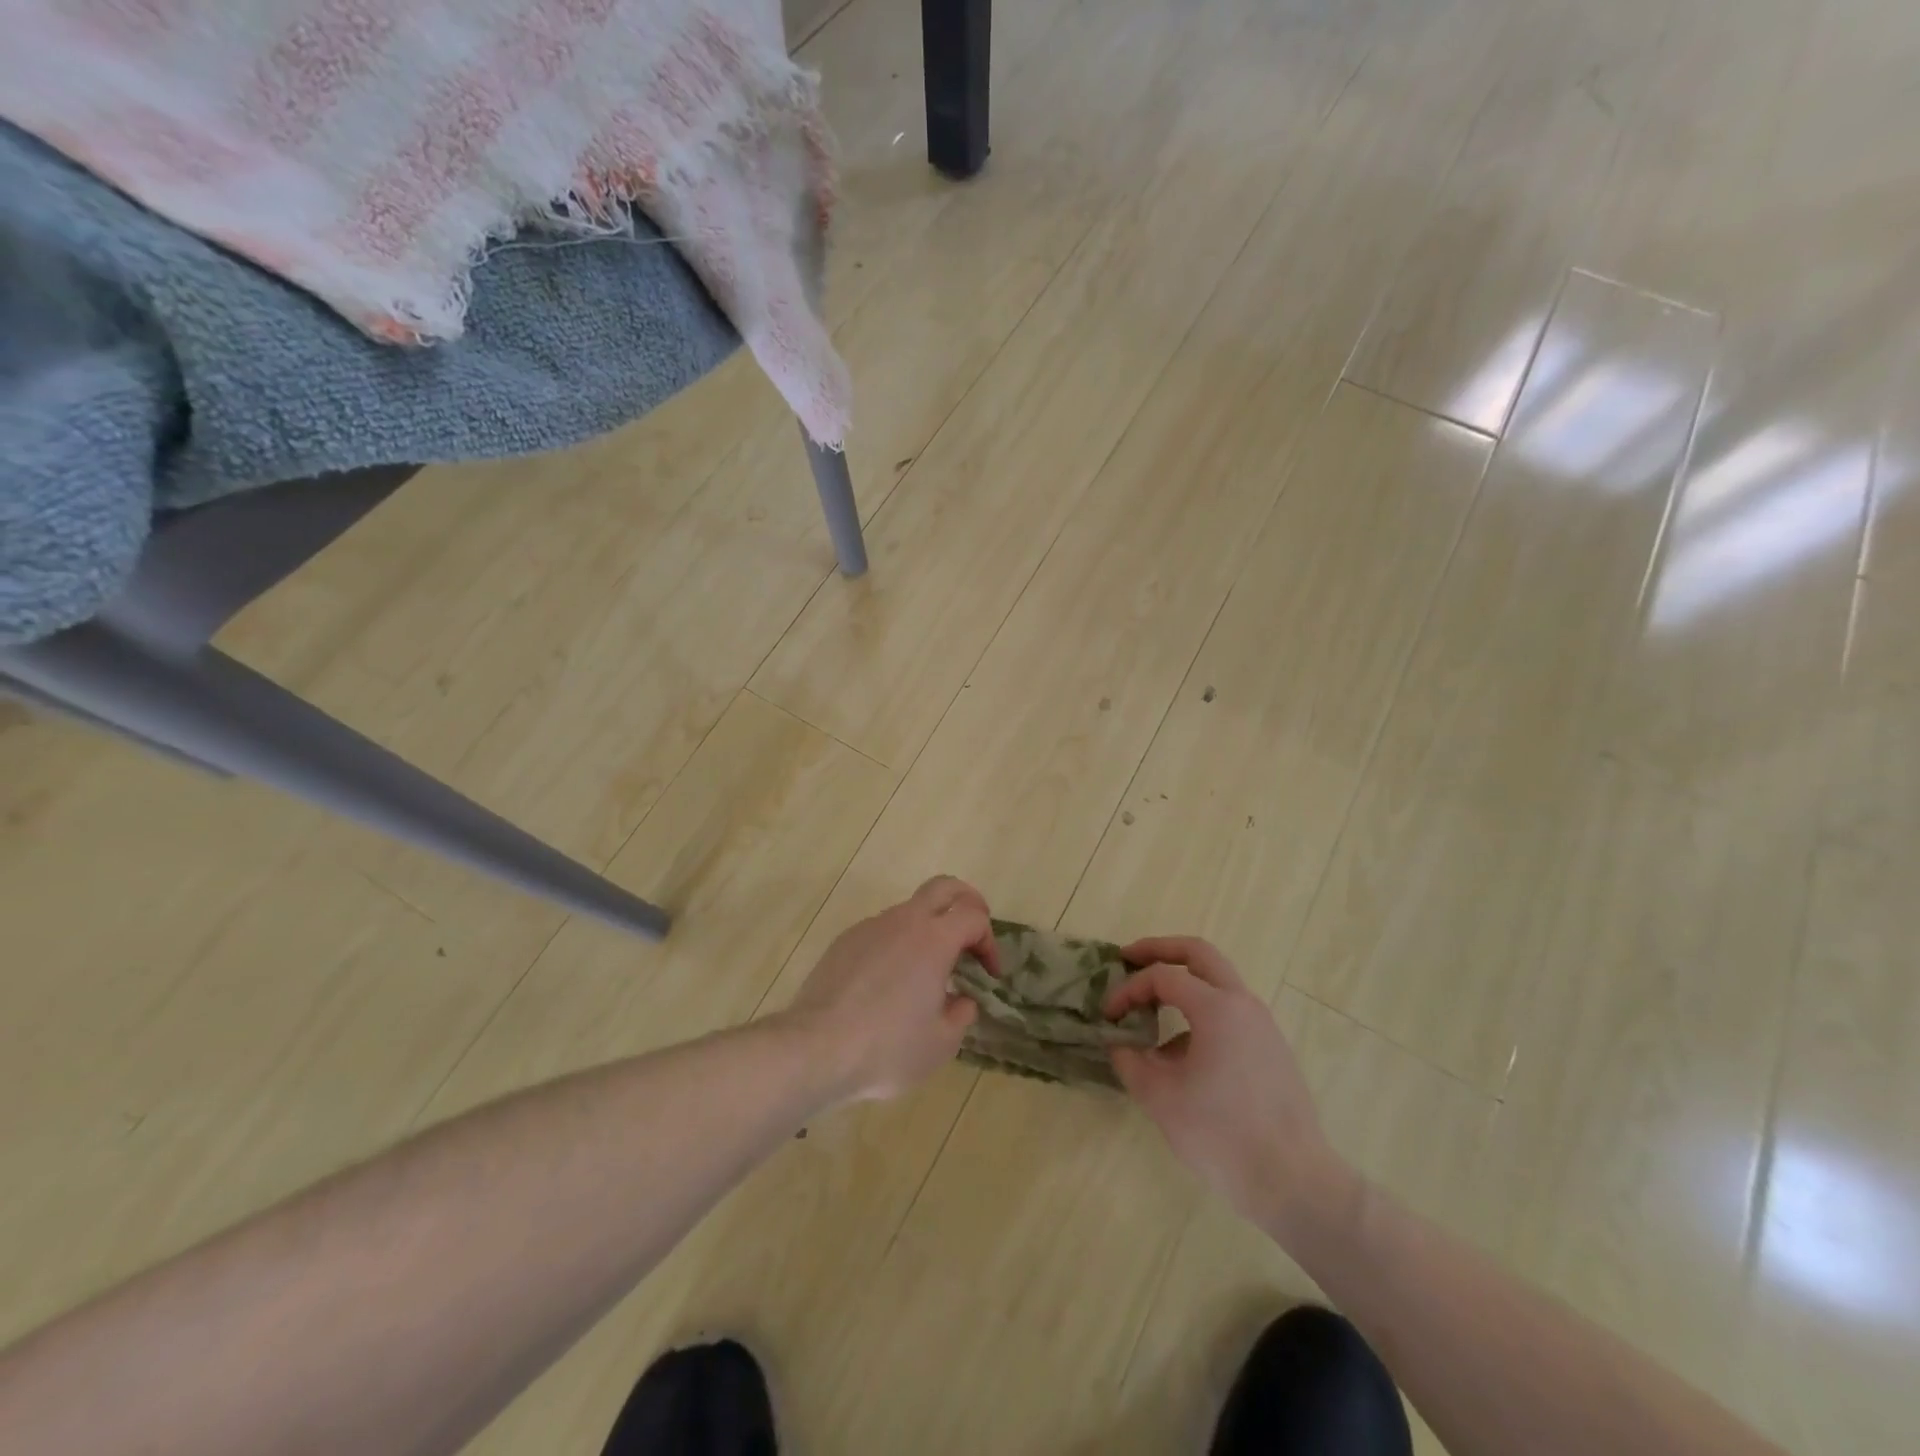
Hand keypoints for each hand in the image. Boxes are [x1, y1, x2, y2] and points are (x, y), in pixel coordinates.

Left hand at [787, 876, 999, 1101]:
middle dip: (967, 901)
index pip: (974, 916)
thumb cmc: (887, 1048)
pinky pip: (881, 932)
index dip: (989, 941)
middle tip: (973, 934)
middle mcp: (903, 921)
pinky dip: (897, 946)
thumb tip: (960, 1000)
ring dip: (928, 930)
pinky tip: (889, 984)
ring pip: (909, 911)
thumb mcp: (941, 1043)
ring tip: (927, 973)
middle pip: (944, 887)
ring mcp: (869, 927)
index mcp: (934, 939)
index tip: (989, 974)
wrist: (815, 1049)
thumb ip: (961, 1014)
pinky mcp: (844, 941)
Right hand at [1105, 937, 1344, 1231]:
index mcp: (1217, 1007)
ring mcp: (1262, 1026)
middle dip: (1160, 950)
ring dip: (1181, 984)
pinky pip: (1229, 1013)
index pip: (1162, 977)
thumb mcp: (1160, 1098)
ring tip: (1151, 1013)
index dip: (1128, 989)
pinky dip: (1200, 1013)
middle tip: (1129, 958)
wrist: (1294, 1182)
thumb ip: (1130, 1061)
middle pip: (1199, 953)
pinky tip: (1180, 1054)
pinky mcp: (1271, 1049)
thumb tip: (1119, 1044)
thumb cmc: (1221, 1134)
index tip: (1108, 1015)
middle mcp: (1243, 1004)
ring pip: (1217, 982)